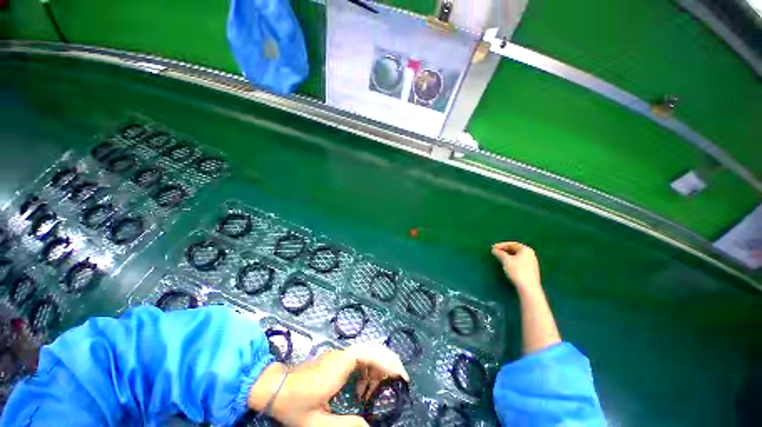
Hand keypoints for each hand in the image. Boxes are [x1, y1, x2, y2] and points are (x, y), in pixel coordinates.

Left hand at [250, 343, 408, 426]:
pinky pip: (358, 359)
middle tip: (399, 381)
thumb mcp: (316, 422)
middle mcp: (341, 355)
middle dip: (387, 362)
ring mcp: (338, 355)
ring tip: (376, 393)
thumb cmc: (294, 404)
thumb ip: (344, 426)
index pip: (368, 355)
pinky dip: (367, 371)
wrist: (274, 387)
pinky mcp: (335, 359)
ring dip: (377, 369)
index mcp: (338, 366)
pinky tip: (361, 390)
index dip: (386, 363)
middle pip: (371, 349)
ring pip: (366, 353)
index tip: (401, 377)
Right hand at [491, 242, 540, 290]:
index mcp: (526, 250)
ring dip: (507, 256)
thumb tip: (494, 249)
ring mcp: (532, 263)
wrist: (528, 288)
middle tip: (495, 252)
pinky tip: (506, 265)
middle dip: (504, 250)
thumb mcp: (506, 260)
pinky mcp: (530, 270)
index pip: (512, 244)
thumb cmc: (517, 271)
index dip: (502, 245)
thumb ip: (499, 253)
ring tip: (499, 258)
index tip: (493, 247)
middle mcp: (531, 255)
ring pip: (517, 256)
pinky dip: (511, 261)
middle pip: (515, 249)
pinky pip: (519, 262)